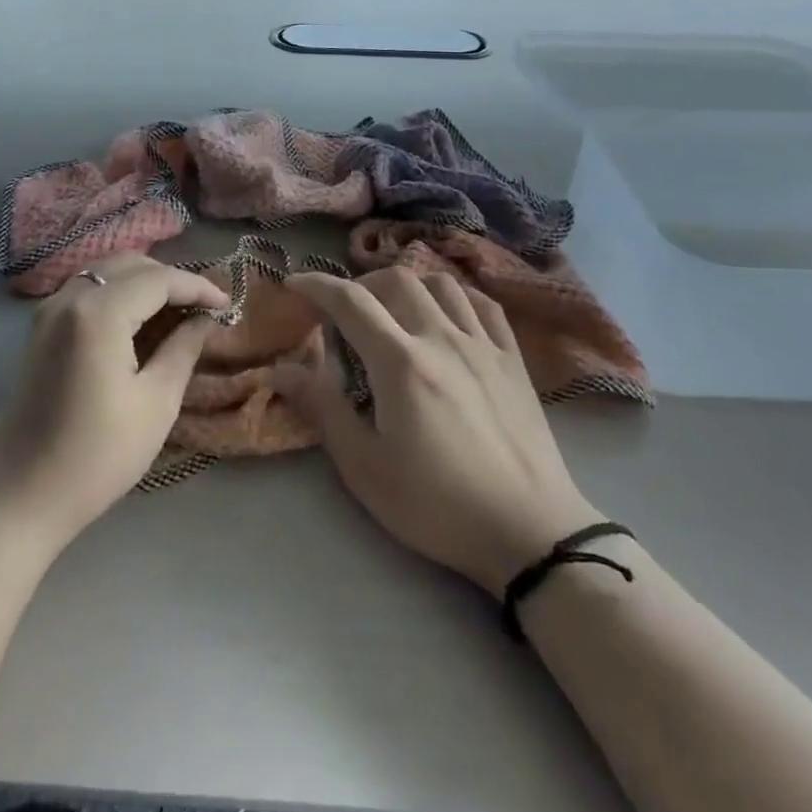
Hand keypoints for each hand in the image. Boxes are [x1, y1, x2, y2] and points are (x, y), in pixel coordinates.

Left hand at [0, 254, 228, 548]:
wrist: (19, 499)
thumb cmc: (96, 456)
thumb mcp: (156, 403)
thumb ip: (183, 348)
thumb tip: (205, 319)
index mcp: (97, 313)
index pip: (159, 279)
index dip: (198, 287)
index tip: (228, 306)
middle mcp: (68, 298)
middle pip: (130, 265)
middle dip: (171, 280)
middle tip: (204, 309)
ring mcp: (47, 312)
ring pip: (106, 274)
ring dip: (144, 284)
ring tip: (177, 313)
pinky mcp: (38, 331)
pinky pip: (87, 292)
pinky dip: (118, 296)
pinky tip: (139, 323)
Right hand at [284, 268, 601, 593]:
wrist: (530, 531)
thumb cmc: (436, 505)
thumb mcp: (364, 468)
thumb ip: (323, 409)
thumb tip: (281, 369)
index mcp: (400, 363)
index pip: (350, 301)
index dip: (316, 285)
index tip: (294, 284)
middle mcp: (441, 338)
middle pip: (396, 280)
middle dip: (361, 284)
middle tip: (345, 311)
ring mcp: (483, 344)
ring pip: (441, 283)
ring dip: (408, 285)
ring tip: (394, 310)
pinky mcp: (513, 359)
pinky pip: (483, 304)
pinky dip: (456, 297)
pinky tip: (447, 316)